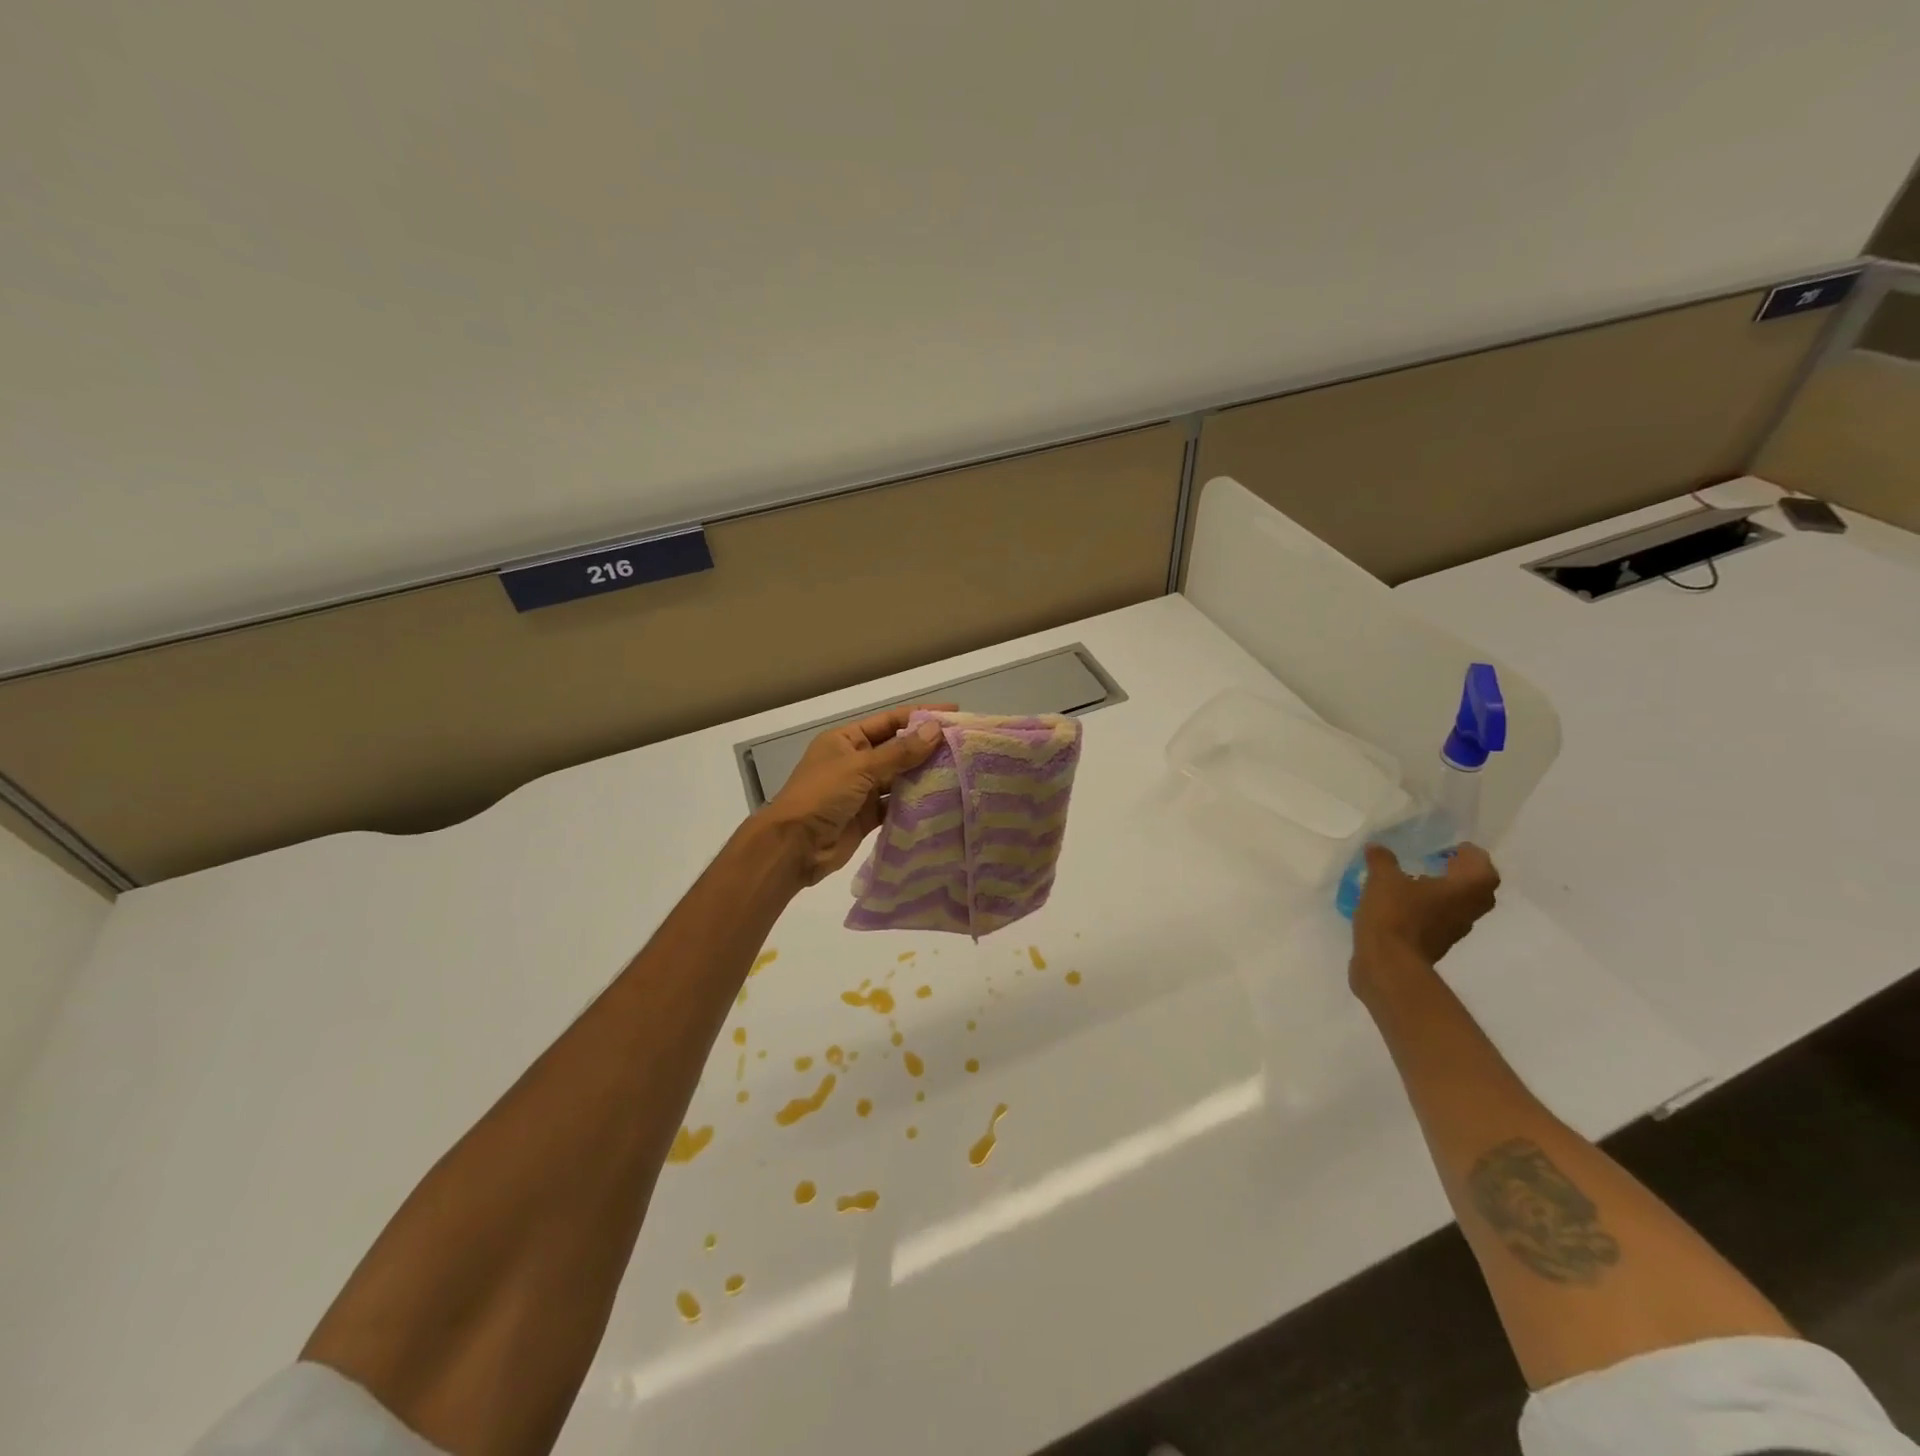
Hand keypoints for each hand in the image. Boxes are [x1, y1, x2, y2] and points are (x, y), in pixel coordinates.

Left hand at [758, 705, 953, 885]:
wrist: (794, 846)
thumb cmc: (821, 795)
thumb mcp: (860, 767)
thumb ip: (899, 752)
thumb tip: (935, 730)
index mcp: (846, 739)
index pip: (890, 721)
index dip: (921, 716)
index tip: (954, 714)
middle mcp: (855, 761)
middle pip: (897, 749)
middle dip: (927, 747)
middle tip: (964, 746)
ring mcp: (861, 790)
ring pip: (899, 778)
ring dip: (924, 775)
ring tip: (960, 772)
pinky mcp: (867, 817)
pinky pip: (896, 805)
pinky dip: (915, 803)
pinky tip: (941, 801)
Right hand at [1350, 842, 1499, 992]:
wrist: (1388, 964)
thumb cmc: (1395, 914)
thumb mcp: (1382, 879)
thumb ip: (1382, 860)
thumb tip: (1376, 847)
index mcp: (1465, 890)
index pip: (1483, 868)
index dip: (1471, 855)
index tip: (1453, 847)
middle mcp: (1467, 910)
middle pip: (1476, 889)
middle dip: (1460, 874)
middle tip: (1439, 861)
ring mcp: (1453, 931)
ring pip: (1458, 906)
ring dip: (1445, 892)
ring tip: (1416, 880)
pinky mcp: (1434, 944)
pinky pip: (1439, 920)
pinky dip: (1428, 908)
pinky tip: (1402, 903)